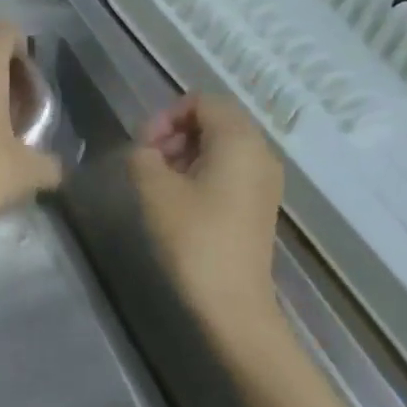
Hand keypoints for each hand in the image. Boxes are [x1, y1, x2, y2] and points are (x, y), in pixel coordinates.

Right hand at [128, 93, 283, 340]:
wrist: (232, 305)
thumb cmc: (193, 238)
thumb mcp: (153, 188)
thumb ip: (141, 154)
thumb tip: (145, 151)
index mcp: (239, 139)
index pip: (201, 101)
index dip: (165, 116)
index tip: (142, 146)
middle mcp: (260, 152)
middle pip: (214, 120)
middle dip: (175, 132)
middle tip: (147, 161)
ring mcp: (265, 180)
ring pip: (221, 145)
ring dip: (186, 152)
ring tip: (160, 181)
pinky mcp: (260, 204)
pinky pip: (231, 168)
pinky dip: (203, 171)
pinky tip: (181, 199)